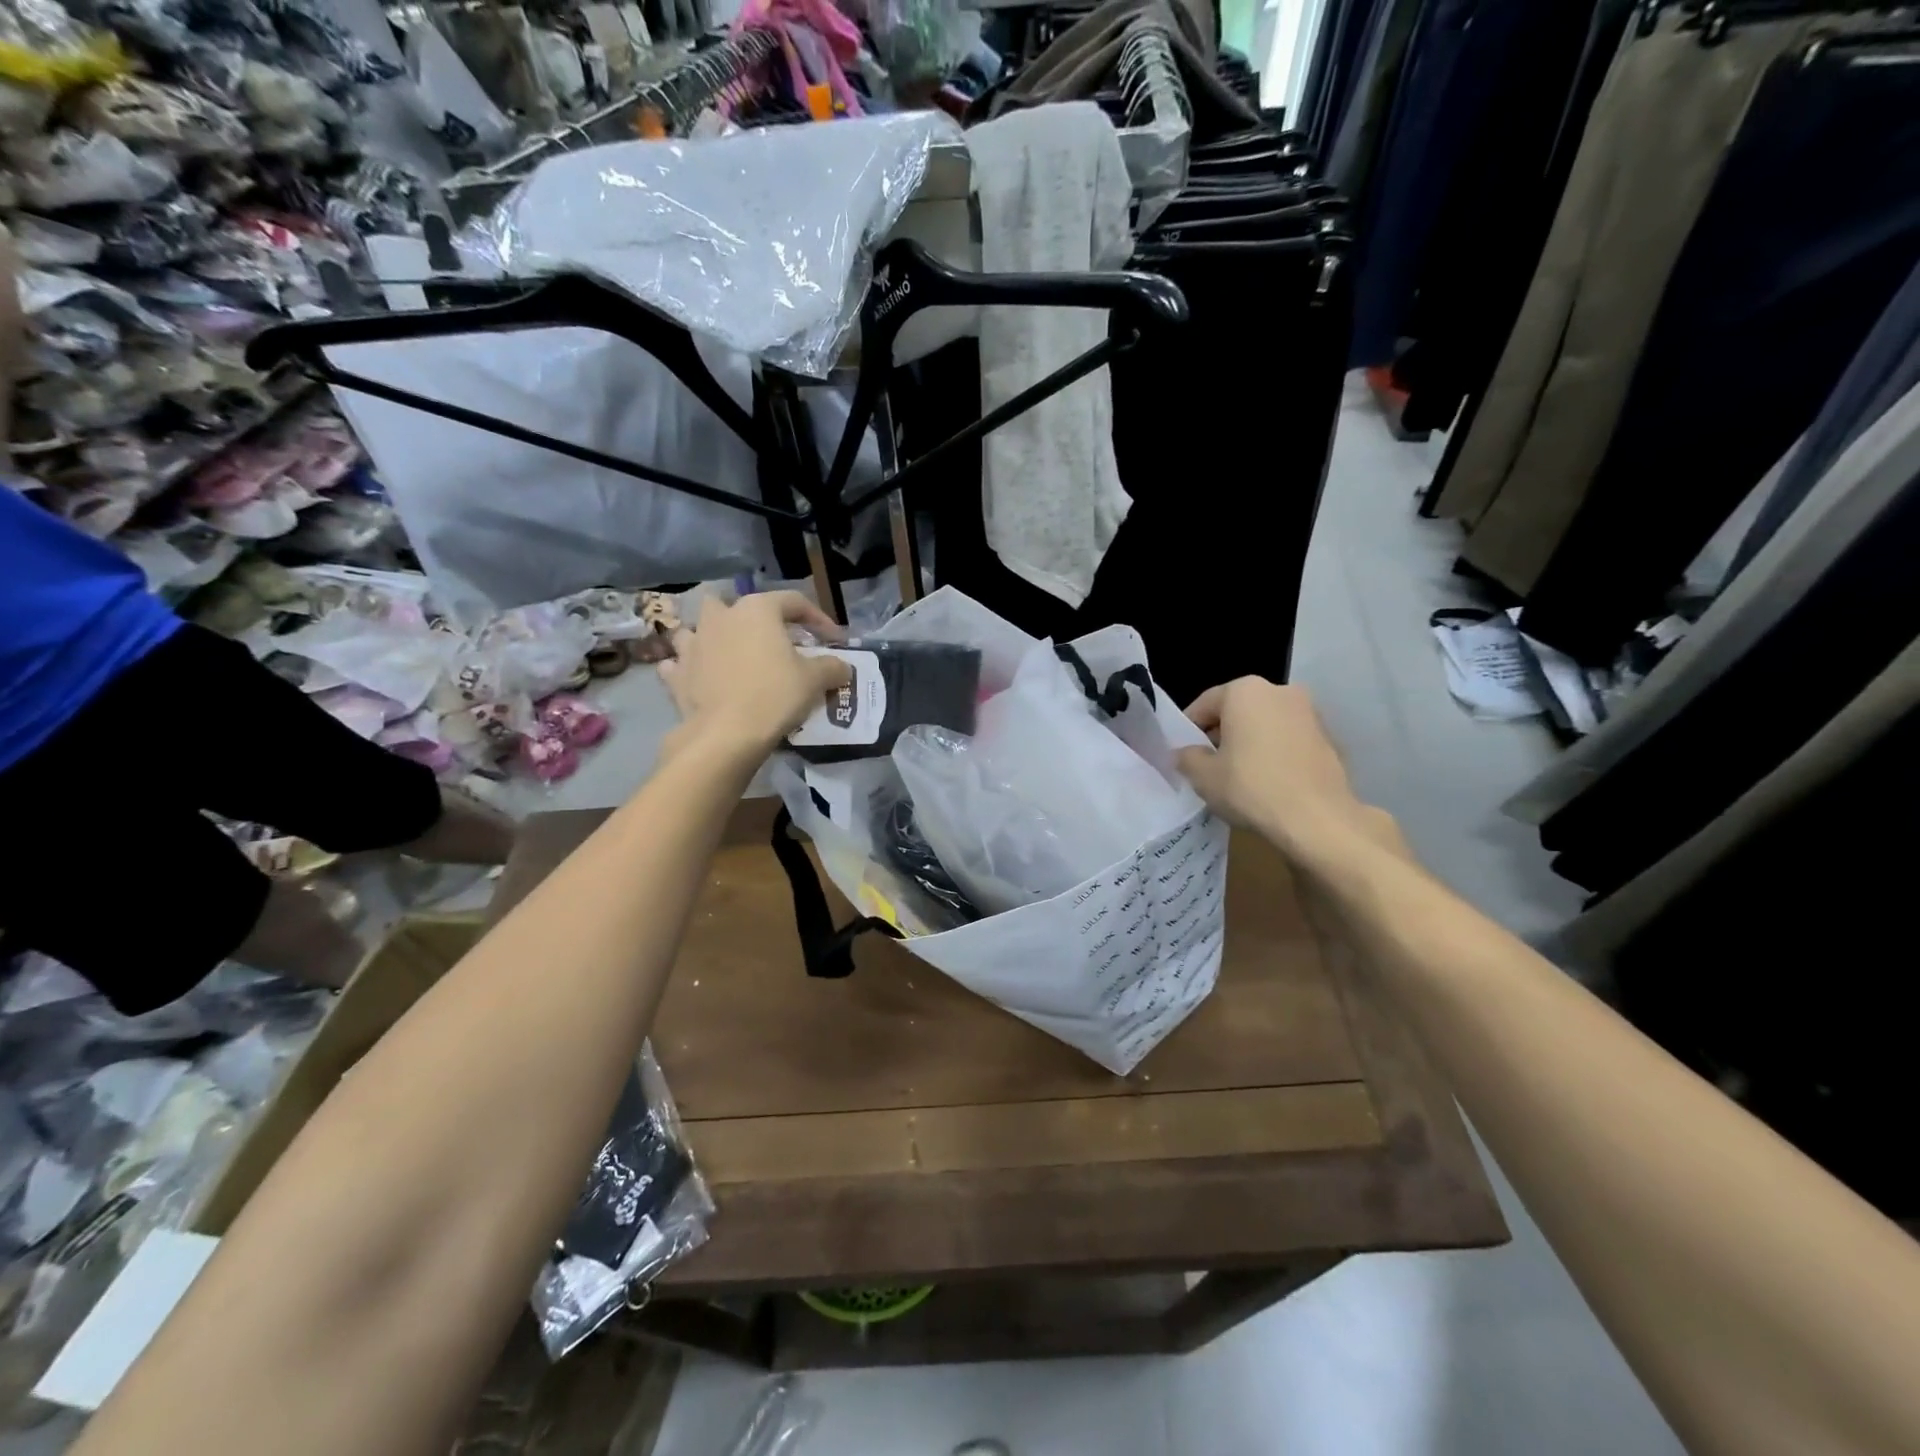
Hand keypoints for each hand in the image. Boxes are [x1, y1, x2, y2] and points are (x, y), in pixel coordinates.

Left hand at [657, 591, 849, 759]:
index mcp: (757, 610)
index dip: (818, 619)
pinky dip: (689, 667)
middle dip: (755, 619)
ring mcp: (693, 643)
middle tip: (774, 641)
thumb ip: (832, 667)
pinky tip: (700, 677)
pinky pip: (680, 662)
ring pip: (699, 627)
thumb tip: (842, 666)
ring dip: (713, 636)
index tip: (833, 639)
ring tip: (730, 654)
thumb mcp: (816, 680)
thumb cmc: (775, 695)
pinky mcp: (676, 673)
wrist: (726, 734)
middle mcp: (721, 617)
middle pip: (739, 606)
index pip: (794, 602)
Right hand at [1175, 677, 1395, 866]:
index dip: (1188, 730)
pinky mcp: (1328, 737)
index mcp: (1245, 691)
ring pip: (1264, 724)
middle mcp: (1279, 691)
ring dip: (1249, 742)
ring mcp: (1309, 713)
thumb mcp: (1203, 776)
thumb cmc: (1252, 788)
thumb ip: (1187, 757)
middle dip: (1221, 734)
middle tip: (1208, 765)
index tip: (1182, 753)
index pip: (1204, 704)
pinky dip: (1275, 753)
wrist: (1318, 819)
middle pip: (1237, 710)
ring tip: (1239, 775)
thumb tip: (1185, 754)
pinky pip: (1288, 740)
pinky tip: (1268, 781)